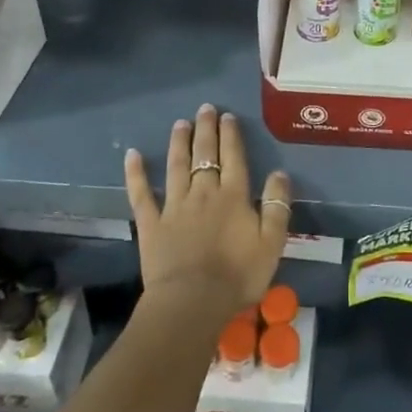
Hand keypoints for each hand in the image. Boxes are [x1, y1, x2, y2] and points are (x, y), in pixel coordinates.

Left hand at [124, 104, 290, 327]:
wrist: (192, 302)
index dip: (231, 136)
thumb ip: (277, 206)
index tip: (227, 117)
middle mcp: (203, 193)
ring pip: (176, 166)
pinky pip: (141, 194)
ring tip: (179, 123)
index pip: (233, 157)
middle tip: (205, 109)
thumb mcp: (272, 243)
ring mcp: (174, 206)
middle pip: (205, 154)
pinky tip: (132, 155)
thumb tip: (280, 173)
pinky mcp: (151, 224)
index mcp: (234, 196)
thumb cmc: (237, 276)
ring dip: (178, 143)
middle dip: (206, 130)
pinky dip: (136, 174)